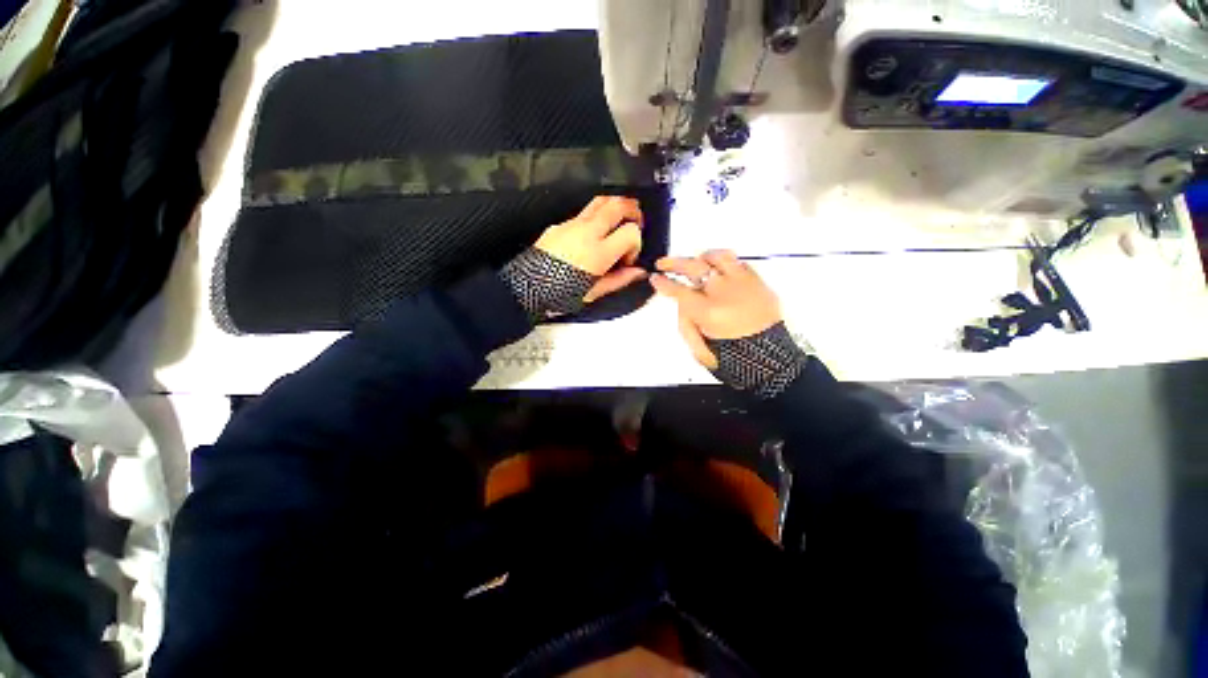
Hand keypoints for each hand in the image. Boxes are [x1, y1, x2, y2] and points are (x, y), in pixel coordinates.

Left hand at [535, 196, 647, 302]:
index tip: (628, 259)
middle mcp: (587, 232)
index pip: (630, 233)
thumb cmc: (561, 294)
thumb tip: (639, 272)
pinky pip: (584, 213)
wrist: (527, 287)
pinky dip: (597, 217)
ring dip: (616, 206)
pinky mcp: (560, 224)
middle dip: (633, 210)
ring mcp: (571, 225)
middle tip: (637, 222)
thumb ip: (620, 279)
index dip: (636, 244)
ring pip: (601, 200)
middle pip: (618, 205)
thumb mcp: (594, 292)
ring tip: (620, 220)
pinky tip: (593, 236)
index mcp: (598, 252)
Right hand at [651, 250, 783, 369]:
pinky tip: (720, 271)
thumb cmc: (730, 358)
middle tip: (663, 264)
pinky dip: (726, 264)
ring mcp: (745, 284)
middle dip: (674, 263)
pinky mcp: (760, 283)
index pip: (678, 290)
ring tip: (696, 261)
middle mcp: (725, 292)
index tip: (655, 278)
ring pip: (720, 257)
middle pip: (694, 267)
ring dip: (703, 257)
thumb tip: (681, 302)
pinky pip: (740, 264)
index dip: (663, 283)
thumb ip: (686, 321)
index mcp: (708, 312)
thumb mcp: (699, 347)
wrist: (770, 361)